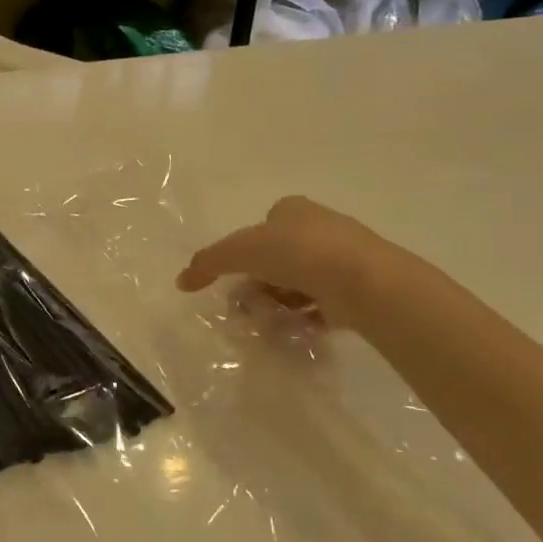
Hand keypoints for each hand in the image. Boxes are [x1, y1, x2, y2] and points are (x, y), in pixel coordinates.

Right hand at [176, 196, 392, 326]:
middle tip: (250, 306)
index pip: (260, 230)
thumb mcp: (240, 250)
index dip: (244, 255)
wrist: (361, 280)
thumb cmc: (297, 252)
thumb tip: (181, 281)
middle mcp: (319, 229)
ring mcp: (341, 260)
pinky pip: (321, 306)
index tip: (237, 279)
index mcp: (293, 210)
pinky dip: (305, 319)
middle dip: (260, 285)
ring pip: (298, 284)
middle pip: (277, 260)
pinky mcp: (356, 289)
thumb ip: (208, 263)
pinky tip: (295, 330)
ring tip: (272, 322)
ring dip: (280, 304)